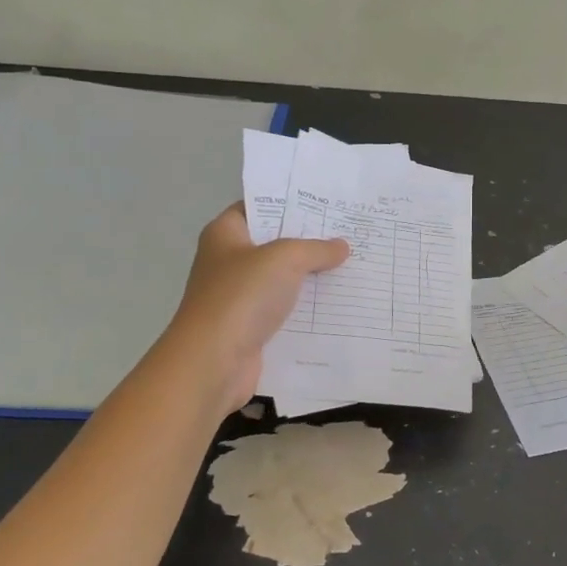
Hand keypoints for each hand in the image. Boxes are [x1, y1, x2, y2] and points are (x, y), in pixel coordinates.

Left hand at [158, 204, 348, 416]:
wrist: (213, 362)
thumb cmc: (242, 296)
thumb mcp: (285, 259)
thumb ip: (315, 248)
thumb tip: (341, 246)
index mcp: (225, 234)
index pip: (257, 207)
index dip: (288, 203)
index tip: (325, 203)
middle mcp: (228, 262)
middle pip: (274, 244)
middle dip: (308, 242)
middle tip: (348, 233)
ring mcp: (238, 297)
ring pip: (282, 280)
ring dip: (311, 278)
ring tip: (352, 267)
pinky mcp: (250, 328)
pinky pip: (284, 312)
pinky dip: (307, 310)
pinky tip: (338, 305)